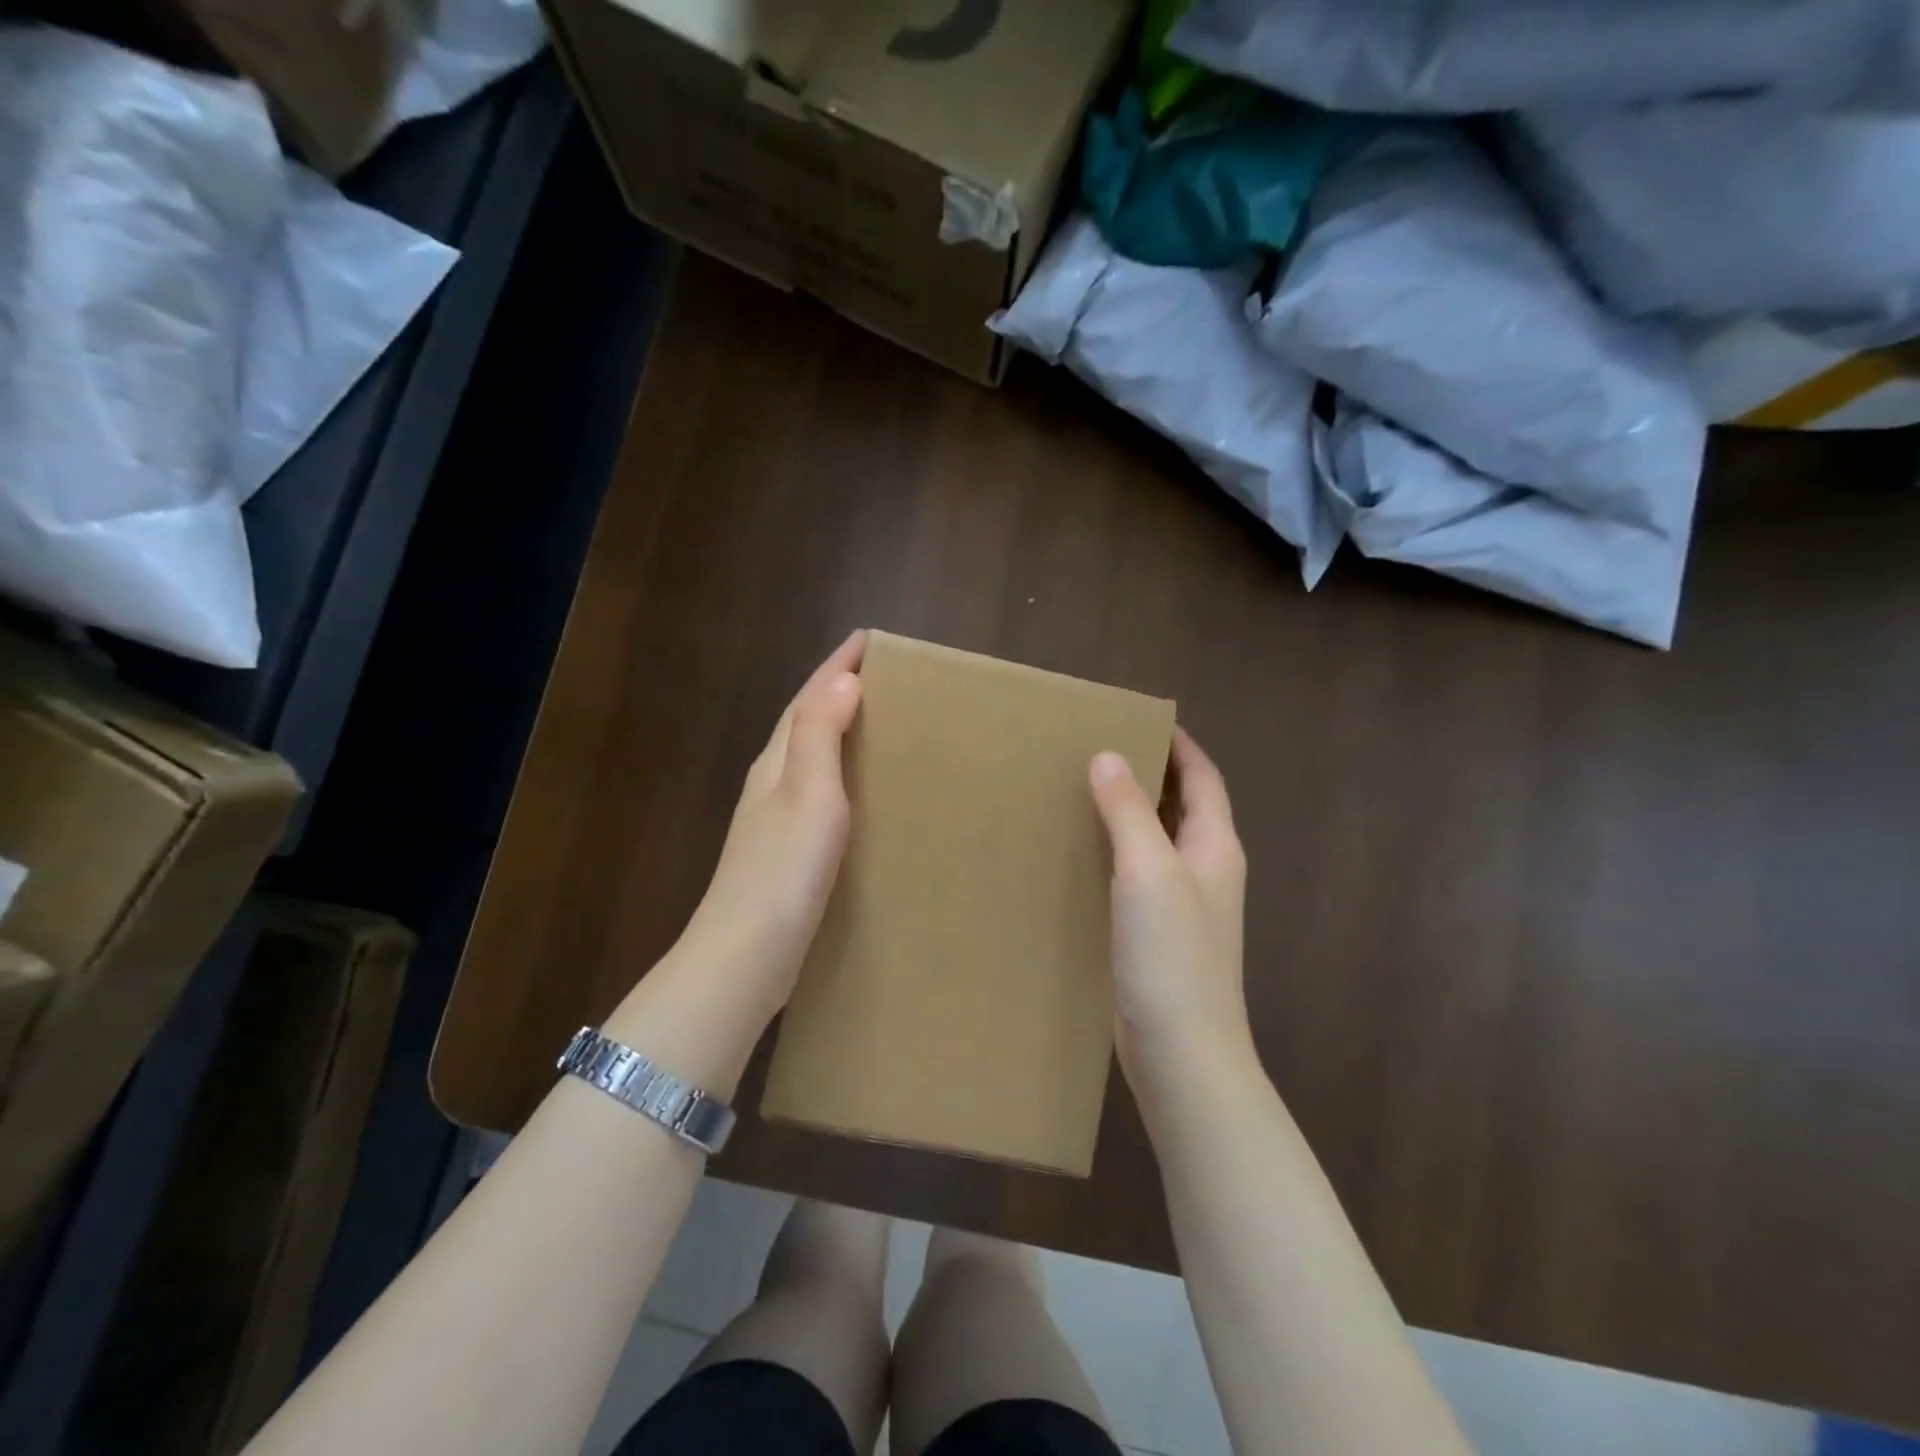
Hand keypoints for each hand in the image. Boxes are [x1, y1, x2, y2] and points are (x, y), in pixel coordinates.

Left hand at [677, 631, 865, 1008]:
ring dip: (836, 730)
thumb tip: (842, 680)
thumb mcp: (808, 794)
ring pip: (808, 757)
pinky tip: (856, 792)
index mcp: (777, 763)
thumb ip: (820, 736)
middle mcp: (770, 783)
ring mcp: (772, 819)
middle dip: (836, 690)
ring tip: (875, 721)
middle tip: (879, 674)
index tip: (868, 639)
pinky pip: (816, 792)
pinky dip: (838, 774)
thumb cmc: (783, 870)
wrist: (745, 955)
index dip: (837, 666)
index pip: (808, 699)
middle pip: (803, 721)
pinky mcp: (784, 852)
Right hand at [1089, 728, 1252, 1088]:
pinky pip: (1138, 876)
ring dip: (1130, 814)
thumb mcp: (1148, 871)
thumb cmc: (1172, 955)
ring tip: (1082, 791)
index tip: (1141, 718)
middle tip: (1099, 748)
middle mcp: (1205, 870)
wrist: (1183, 1052)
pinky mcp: (1159, 935)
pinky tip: (1082, 855)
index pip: (1203, 779)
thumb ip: (1129, 811)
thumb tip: (1108, 755)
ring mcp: (1184, 906)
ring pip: (1157, 842)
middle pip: (1182, 806)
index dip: (1179, 745)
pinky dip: (1116, 853)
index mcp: (1214, 846)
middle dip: (1150, 774)